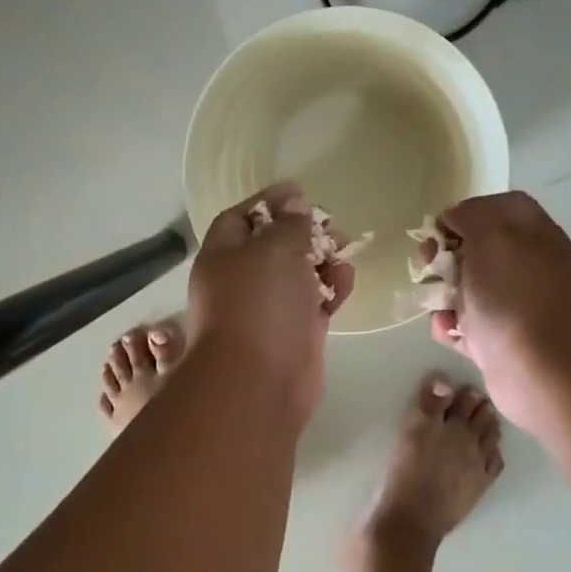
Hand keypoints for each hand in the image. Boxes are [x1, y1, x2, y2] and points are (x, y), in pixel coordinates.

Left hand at [188, 183, 353, 419]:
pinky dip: (331, 288)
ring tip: (345, 248)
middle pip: (273, 245)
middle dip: (303, 231)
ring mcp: (269, 310)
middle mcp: (242, 281)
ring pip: (297, 274)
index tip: (299, 191)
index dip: (268, 201)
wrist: (259, 380)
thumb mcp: (274, 248)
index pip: (240, 217)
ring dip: (322, 259)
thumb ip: (290, 223)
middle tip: (331, 225)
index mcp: (223, 256)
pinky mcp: (295, 333)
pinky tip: (347, 279)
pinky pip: (315, 302)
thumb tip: (297, 210)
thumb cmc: (259, 303)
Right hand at [428, 192, 570, 434]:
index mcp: (531, 233)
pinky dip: (451, 328)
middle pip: (474, 248)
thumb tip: (456, 218)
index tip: (440, 230)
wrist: (546, 373)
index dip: (464, 213)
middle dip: (444, 256)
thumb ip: (471, 215)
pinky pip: (464, 325)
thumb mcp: (492, 236)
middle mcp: (524, 264)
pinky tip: (452, 333)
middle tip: (430, 266)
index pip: (495, 207)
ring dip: (442, 295)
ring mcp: (512, 304)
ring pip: (464, 288)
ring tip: (442, 308)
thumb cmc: (516, 297)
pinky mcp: (499, 339)